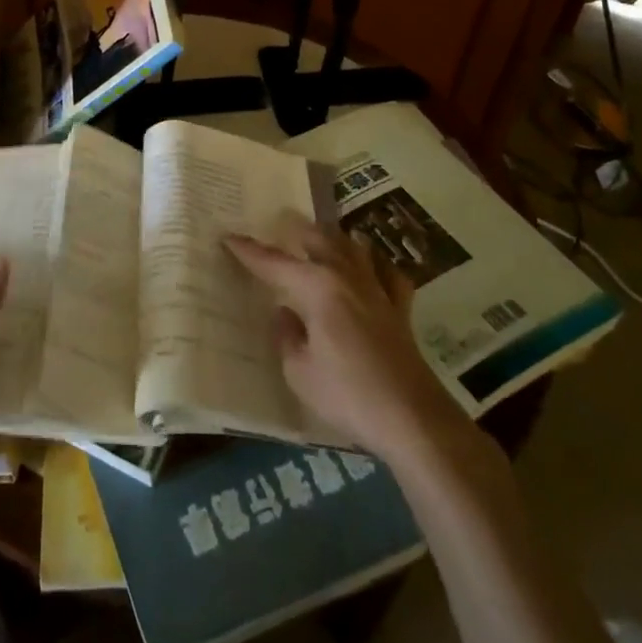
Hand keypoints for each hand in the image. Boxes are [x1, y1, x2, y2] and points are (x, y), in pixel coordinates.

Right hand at [226, 221, 472, 463]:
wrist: (411, 417)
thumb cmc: (348, 394)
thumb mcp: (300, 372)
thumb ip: (287, 337)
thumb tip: (284, 313)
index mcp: (318, 288)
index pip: (275, 263)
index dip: (249, 251)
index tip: (229, 237)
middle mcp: (347, 277)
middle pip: (320, 239)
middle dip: (296, 230)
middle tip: (279, 225)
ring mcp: (378, 289)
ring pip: (354, 247)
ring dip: (334, 238)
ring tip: (320, 237)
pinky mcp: (400, 308)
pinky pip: (387, 273)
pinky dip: (375, 264)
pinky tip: (371, 268)